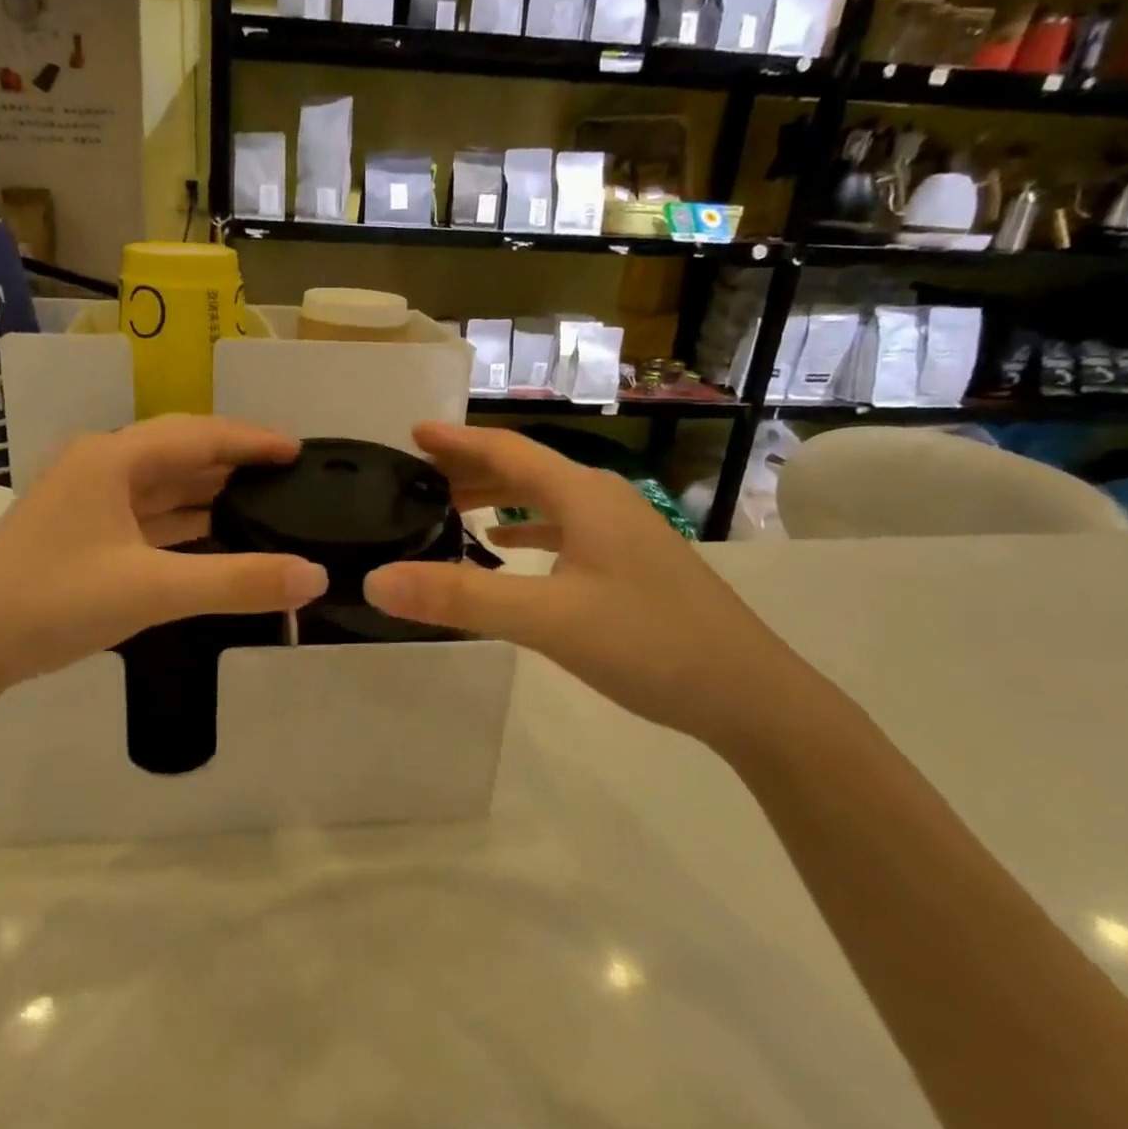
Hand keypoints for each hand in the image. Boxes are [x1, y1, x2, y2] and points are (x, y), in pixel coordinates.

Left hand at [0, 416, 329, 688]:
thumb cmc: (55, 601)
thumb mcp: (152, 590)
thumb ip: (237, 582)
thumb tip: (314, 577)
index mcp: (113, 458)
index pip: (199, 434)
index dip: (251, 440)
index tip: (298, 449)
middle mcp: (100, 466)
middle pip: (180, 452)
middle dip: (233, 462)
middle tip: (287, 476)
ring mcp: (86, 499)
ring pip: (161, 484)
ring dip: (208, 491)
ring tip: (262, 501)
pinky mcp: (81, 531)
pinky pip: (145, 514)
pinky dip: (182, 520)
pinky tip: (211, 533)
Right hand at [363, 423, 833, 747]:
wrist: (751, 695)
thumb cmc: (649, 643)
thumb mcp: (546, 620)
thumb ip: (460, 598)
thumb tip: (376, 580)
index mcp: (583, 496)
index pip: (508, 452)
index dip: (458, 441)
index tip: (413, 432)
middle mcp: (603, 501)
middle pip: (526, 470)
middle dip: (471, 468)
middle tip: (420, 475)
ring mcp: (622, 532)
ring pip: (546, 500)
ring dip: (498, 498)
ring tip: (452, 508)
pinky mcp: (631, 564)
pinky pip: (565, 529)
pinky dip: (528, 530)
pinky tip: (509, 548)